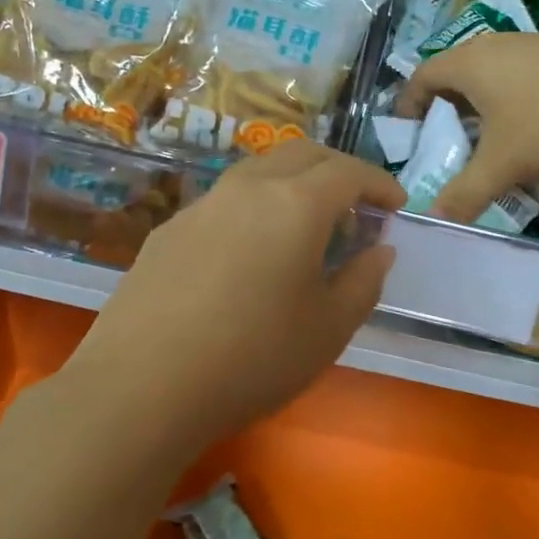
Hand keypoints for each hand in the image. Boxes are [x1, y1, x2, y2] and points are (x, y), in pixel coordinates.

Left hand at [67, 140, 402, 453]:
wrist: (142, 384)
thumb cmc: (252, 358)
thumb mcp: (328, 330)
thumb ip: (363, 282)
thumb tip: (379, 250)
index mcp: (295, 204)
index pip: (348, 171)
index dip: (379, 183)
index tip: (396, 205)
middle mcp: (247, 188)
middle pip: (302, 153)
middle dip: (338, 169)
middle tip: (356, 205)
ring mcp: (202, 204)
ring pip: (259, 171)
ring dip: (293, 184)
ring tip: (305, 226)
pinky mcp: (169, 228)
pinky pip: (224, 201)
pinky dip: (254, 207)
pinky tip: (249, 253)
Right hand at [397, 32, 538, 222]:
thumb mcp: (505, 162)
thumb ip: (465, 193)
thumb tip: (433, 220)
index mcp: (468, 63)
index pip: (420, 78)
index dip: (408, 107)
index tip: (409, 136)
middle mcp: (493, 46)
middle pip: (453, 76)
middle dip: (444, 113)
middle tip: (447, 148)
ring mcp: (530, 45)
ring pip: (489, 78)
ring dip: (481, 109)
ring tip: (489, 145)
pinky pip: (519, 77)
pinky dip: (511, 103)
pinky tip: (534, 131)